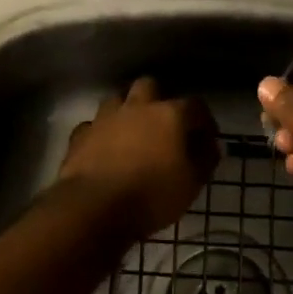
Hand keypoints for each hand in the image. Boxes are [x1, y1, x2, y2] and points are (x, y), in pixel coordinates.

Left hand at [57, 77, 219, 239]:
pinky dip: (101, 133)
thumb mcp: (191, 184)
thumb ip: (205, 160)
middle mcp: (137, 107)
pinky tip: (104, 148)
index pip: (195, 106)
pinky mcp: (81, 135)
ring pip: (117, 99)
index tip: (207, 139)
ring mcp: (105, 118)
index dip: (204, 120)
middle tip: (164, 124)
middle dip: (158, 99)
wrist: (94, 207)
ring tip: (133, 132)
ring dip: (127, 110)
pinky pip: (93, 125)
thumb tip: (212, 146)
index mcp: (169, 115)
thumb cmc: (152, 195)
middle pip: (149, 86)